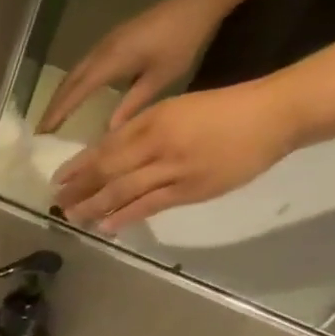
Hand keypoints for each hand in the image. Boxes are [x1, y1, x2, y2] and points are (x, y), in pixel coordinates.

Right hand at [38, 0, 222, 134]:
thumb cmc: (182, 39)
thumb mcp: (160, 77)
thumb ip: (132, 104)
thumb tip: (109, 131)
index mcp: (109, 63)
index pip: (75, 93)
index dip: (57, 114)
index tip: (42, 134)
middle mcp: (100, 53)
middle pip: (67, 83)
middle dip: (52, 107)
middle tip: (40, 130)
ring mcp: (104, 44)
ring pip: (72, 74)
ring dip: (59, 95)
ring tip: (51, 115)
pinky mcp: (111, 40)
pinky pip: (82, 67)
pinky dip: (71, 84)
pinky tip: (72, 94)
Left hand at [50, 81, 301, 232]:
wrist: (277, 114)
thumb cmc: (223, 109)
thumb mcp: (175, 109)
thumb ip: (140, 131)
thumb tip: (105, 154)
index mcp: (154, 120)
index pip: (105, 147)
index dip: (78, 166)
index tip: (58, 180)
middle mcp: (159, 144)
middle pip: (107, 171)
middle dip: (78, 189)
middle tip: (57, 203)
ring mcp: (174, 169)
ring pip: (123, 191)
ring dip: (94, 206)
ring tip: (73, 217)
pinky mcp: (190, 189)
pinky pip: (149, 206)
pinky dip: (124, 216)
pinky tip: (105, 226)